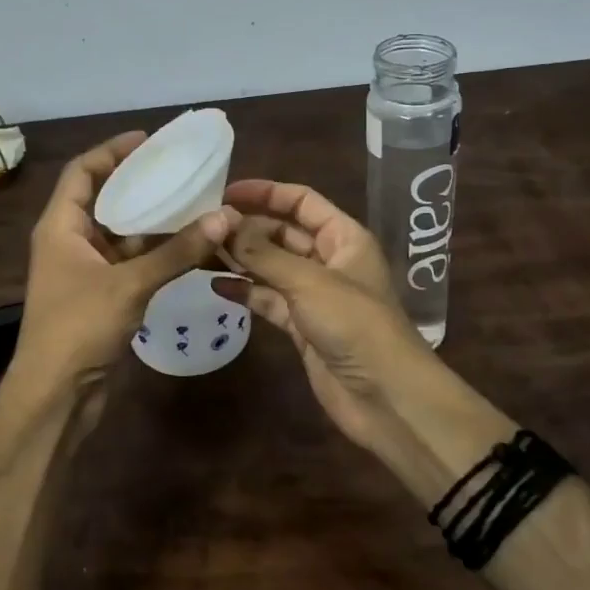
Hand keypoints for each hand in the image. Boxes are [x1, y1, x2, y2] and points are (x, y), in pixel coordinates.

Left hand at [15, 132, 238, 390]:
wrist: (56, 395)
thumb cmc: (79, 327)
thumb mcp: (130, 283)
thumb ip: (177, 251)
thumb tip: (224, 216)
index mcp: (60, 226)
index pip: (82, 172)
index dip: (111, 151)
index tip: (147, 140)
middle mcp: (69, 241)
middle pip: (103, 199)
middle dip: (138, 184)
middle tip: (178, 170)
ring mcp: (84, 270)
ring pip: (121, 233)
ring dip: (152, 221)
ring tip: (192, 202)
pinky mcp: (100, 296)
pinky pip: (130, 262)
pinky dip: (155, 253)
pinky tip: (188, 246)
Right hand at [214, 179, 441, 450]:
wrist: (386, 397)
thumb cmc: (355, 325)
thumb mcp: (308, 282)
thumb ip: (263, 253)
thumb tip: (224, 221)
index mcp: (344, 238)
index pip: (302, 201)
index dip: (266, 193)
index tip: (225, 192)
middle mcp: (329, 260)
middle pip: (283, 232)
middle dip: (248, 227)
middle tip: (205, 225)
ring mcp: (315, 295)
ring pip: (272, 267)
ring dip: (242, 259)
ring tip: (203, 250)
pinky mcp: (302, 326)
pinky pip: (269, 300)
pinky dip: (246, 292)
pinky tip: (217, 286)